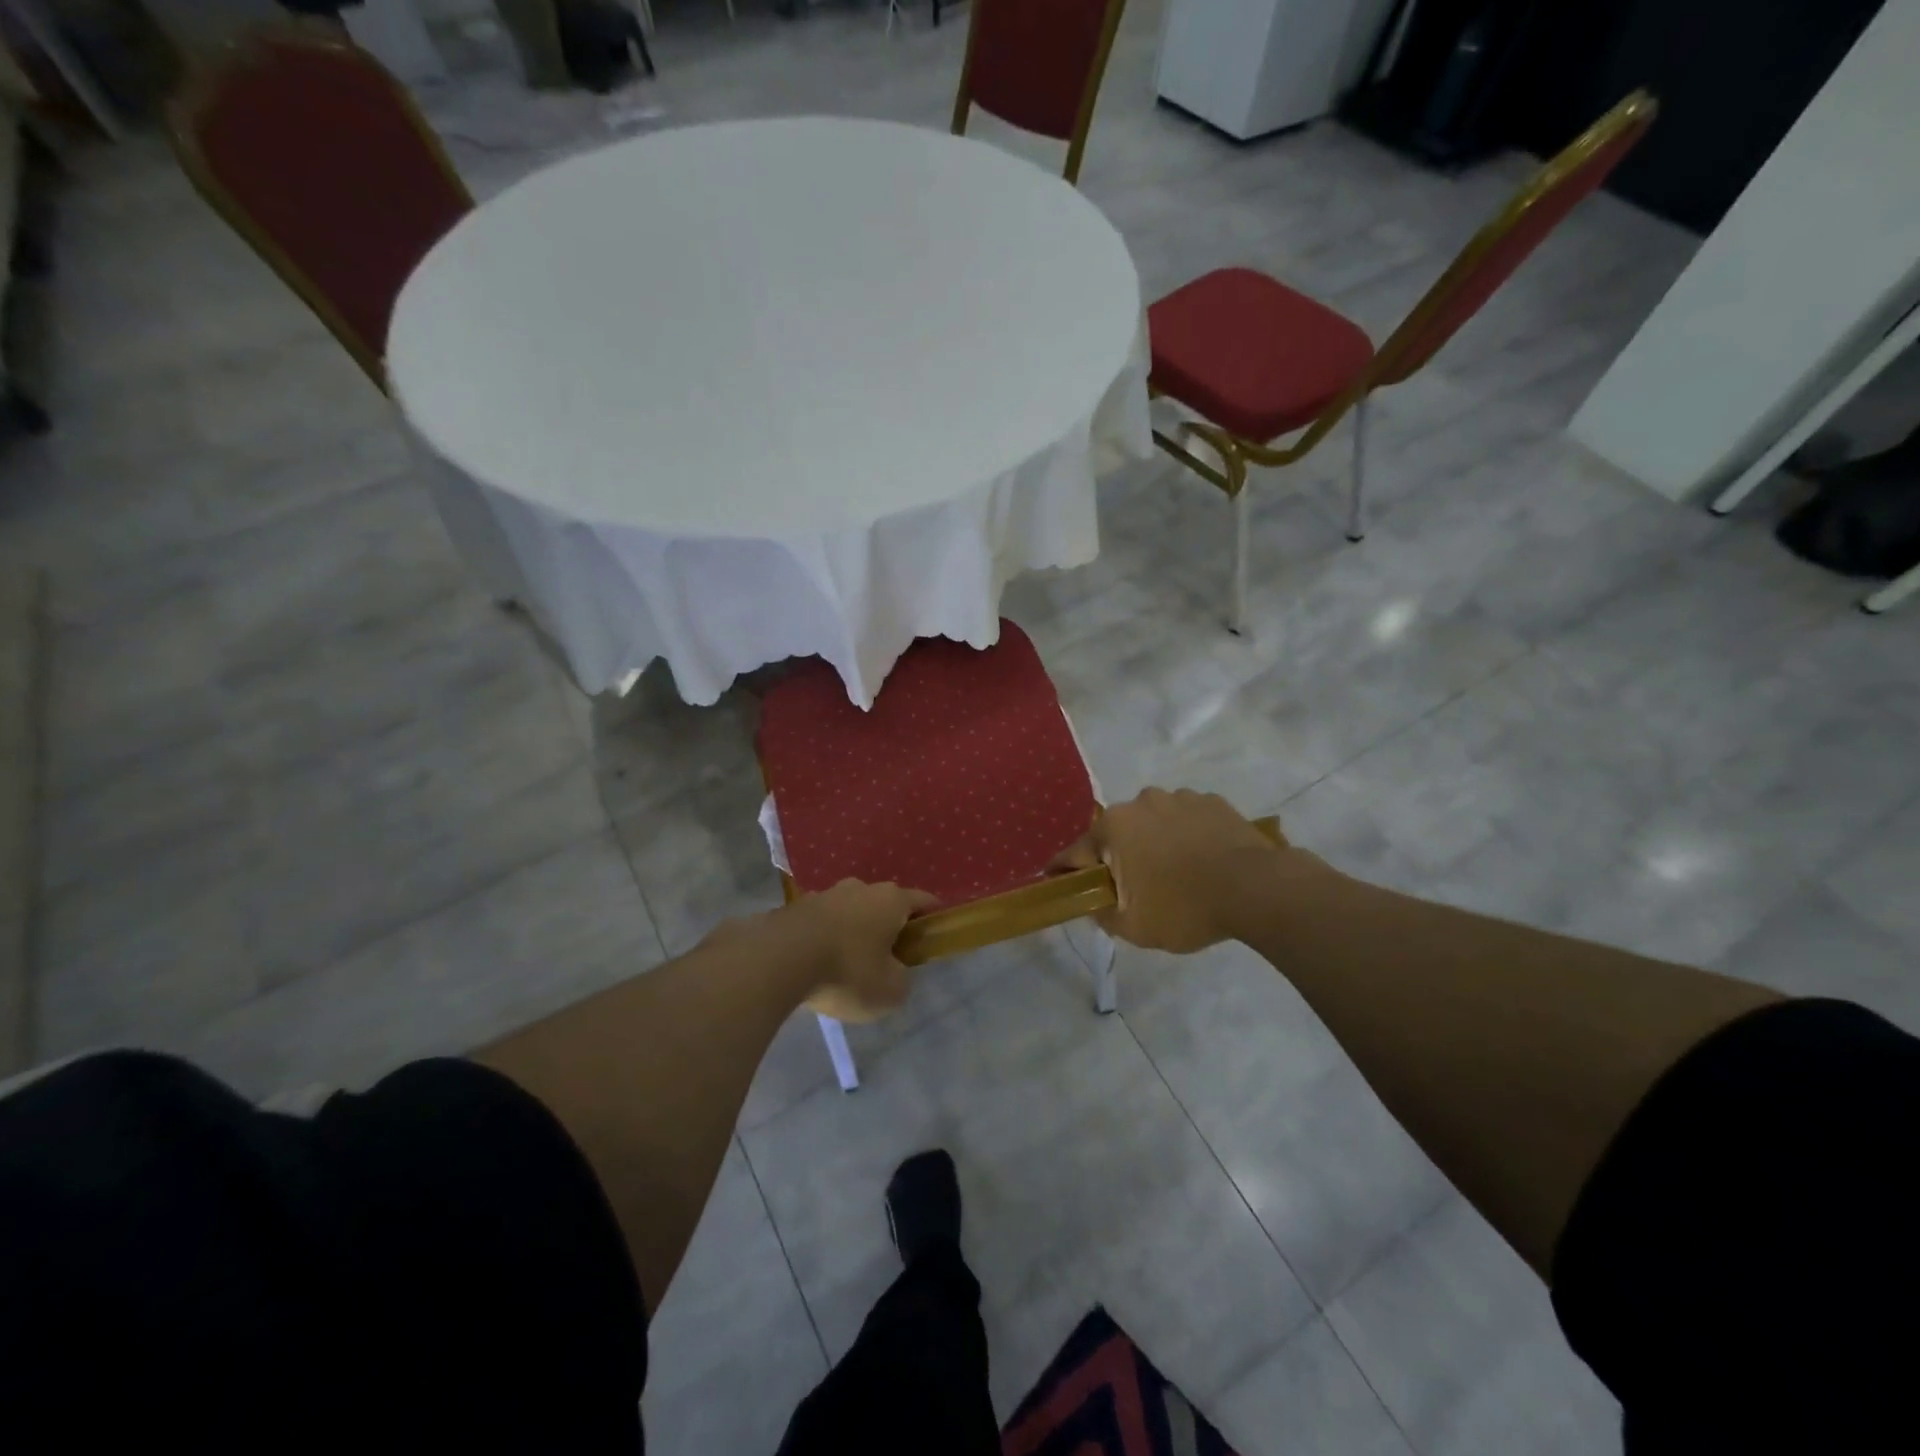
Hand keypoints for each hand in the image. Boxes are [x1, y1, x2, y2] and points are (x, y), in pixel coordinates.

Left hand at [786, 879, 938, 1022]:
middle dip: (888, 926)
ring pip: (849, 912)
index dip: (932, 918)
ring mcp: (824, 895)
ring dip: (853, 932)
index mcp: (890, 900)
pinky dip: (824, 939)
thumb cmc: (846, 971)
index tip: (933, 936)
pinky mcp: (794, 908)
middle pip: (883, 904)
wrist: (778, 960)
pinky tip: (816, 965)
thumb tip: (895, 973)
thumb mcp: (889, 991)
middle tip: (887, 958)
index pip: (923, 901)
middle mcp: (860, 888)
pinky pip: (819, 924)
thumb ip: (901, 980)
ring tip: (846, 965)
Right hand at [1052, 788, 1286, 952]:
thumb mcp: (1133, 927)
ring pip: (1153, 823)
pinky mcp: (1212, 801)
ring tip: (1175, 873)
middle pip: (1116, 834)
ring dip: (1154, 843)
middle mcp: (1140, 802)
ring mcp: (1179, 797)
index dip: (1063, 871)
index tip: (1056, 882)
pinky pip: (1186, 819)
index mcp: (1114, 827)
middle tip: (1132, 888)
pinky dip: (1186, 836)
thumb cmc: (1185, 908)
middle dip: (1117, 857)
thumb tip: (1092, 902)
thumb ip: (1101, 913)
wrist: (1258, 889)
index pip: (1074, 853)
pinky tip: (1202, 860)